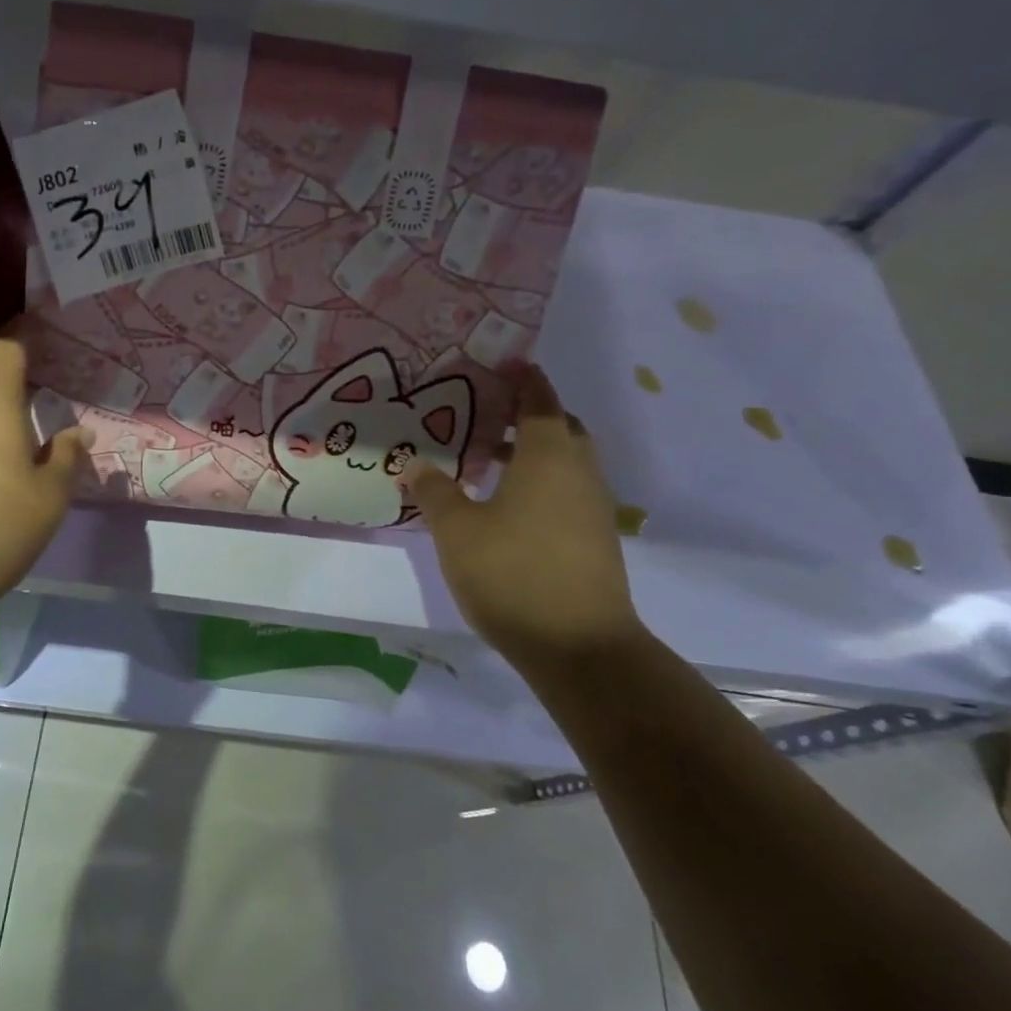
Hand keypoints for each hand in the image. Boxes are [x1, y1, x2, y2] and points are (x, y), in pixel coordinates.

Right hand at [405, 364, 642, 659]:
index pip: (539, 400)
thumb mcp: (456, 530)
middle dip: (528, 414)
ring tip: (488, 459)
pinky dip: (541, 481)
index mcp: (548, 455)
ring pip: (566, 461)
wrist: (580, 648)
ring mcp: (593, 507)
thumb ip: (434, 491)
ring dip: (533, 450)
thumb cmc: (512, 573)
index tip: (503, 363)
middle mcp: (579, 472)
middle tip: (485, 414)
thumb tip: (414, 463)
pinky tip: (507, 505)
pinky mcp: (595, 539)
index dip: (523, 378)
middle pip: (559, 427)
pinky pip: (567, 489)